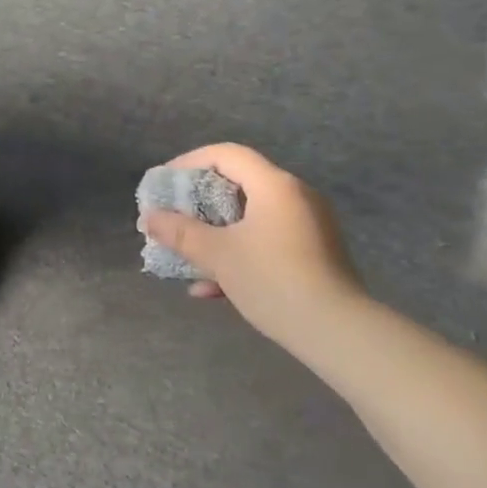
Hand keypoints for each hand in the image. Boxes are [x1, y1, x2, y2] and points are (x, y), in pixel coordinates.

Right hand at [141, 145, 364, 343]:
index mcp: (275, 185)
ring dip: (216, 233)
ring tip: (187, 255)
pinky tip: (212, 288)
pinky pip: (268, 241)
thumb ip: (180, 233)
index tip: (165, 184)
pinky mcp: (315, 254)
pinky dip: (240, 253)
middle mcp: (295, 196)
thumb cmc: (273, 280)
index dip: (189, 163)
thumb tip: (148, 218)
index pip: (226, 154)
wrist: (338, 332)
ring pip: (251, 218)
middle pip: (238, 184)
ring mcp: (309, 226)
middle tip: (173, 218)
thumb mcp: (218, 255)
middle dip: (199, 203)